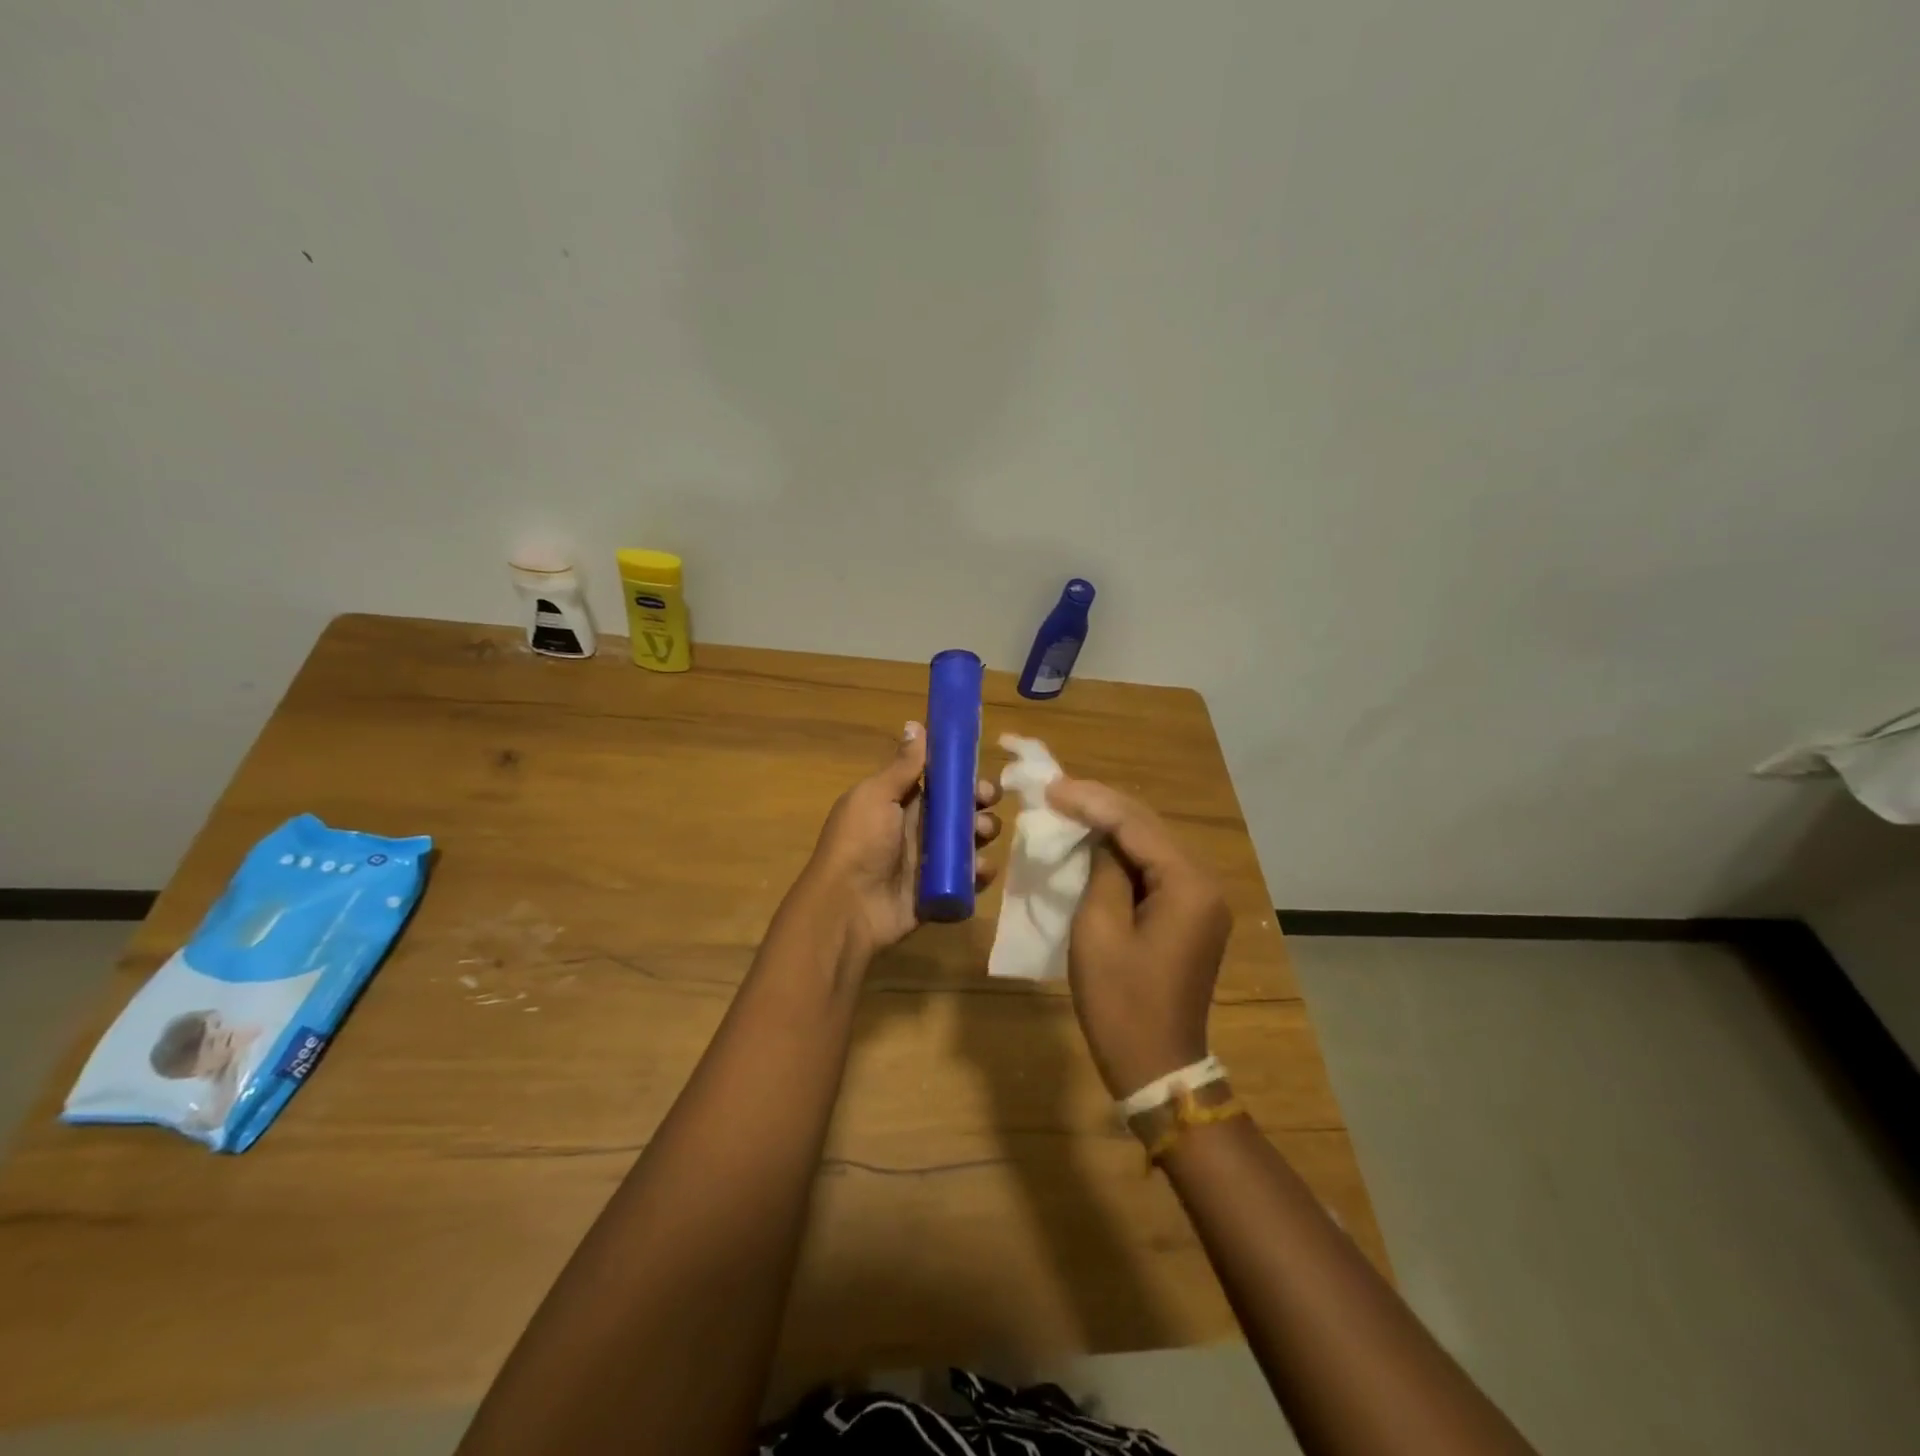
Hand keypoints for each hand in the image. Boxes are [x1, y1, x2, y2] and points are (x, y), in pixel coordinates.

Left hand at [805, 722, 1001, 960]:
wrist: (848, 908)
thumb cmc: (859, 842)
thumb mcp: (876, 796)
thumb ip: (902, 765)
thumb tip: (915, 723)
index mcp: (900, 802)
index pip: (940, 782)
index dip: (962, 775)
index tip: (979, 772)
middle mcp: (917, 828)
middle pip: (960, 809)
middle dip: (980, 803)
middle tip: (986, 805)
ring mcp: (929, 862)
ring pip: (969, 841)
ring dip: (984, 833)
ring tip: (982, 835)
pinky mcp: (940, 891)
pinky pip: (969, 878)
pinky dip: (980, 872)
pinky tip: (981, 869)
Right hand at [1046, 778, 1231, 1098]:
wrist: (1156, 1065)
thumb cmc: (1121, 1001)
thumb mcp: (1099, 929)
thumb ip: (1103, 870)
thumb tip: (1099, 839)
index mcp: (1188, 884)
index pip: (1135, 824)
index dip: (1091, 801)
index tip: (1051, 787)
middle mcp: (1204, 883)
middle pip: (1149, 827)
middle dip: (1102, 806)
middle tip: (1056, 790)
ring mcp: (1201, 900)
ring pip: (1151, 845)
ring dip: (1112, 826)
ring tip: (1069, 806)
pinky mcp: (1190, 915)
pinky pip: (1154, 870)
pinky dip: (1123, 853)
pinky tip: (1094, 842)